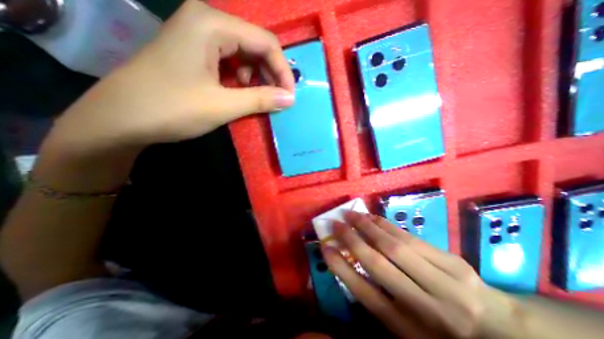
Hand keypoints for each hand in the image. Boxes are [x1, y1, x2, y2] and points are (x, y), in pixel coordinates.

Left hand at [49, 0, 295, 152]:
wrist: (121, 119)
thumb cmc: (172, 108)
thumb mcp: (223, 105)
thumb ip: (261, 99)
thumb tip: (290, 99)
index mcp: (212, 24)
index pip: (265, 42)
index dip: (283, 70)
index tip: (290, 96)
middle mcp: (207, 22)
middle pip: (256, 46)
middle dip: (271, 74)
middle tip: (278, 99)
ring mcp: (200, 37)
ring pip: (245, 55)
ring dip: (258, 78)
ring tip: (259, 99)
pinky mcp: (197, 53)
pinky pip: (231, 63)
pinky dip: (243, 80)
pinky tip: (240, 94)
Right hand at [323, 211, 521, 338]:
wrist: (498, 330)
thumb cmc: (439, 331)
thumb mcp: (405, 327)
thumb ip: (377, 299)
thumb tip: (349, 265)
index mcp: (408, 329)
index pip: (364, 292)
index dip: (341, 267)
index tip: (325, 247)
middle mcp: (424, 306)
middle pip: (378, 265)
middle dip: (352, 240)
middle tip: (336, 223)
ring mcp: (443, 282)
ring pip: (394, 246)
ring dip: (368, 226)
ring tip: (352, 214)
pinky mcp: (452, 262)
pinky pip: (410, 238)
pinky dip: (387, 225)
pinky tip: (373, 217)